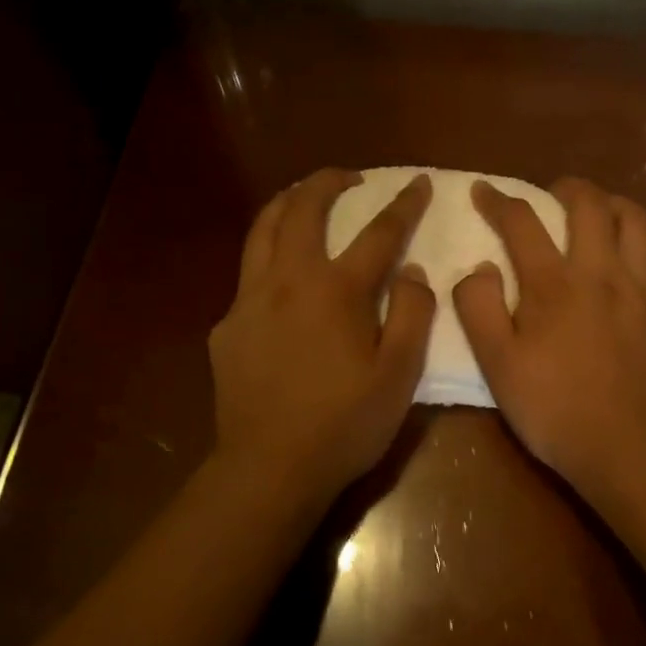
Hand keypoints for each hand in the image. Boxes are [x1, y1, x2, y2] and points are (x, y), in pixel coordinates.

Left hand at [209, 168, 436, 501]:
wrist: (269, 468)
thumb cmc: (344, 424)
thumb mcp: (399, 374)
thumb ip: (411, 313)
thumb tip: (411, 271)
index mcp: (336, 290)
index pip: (379, 232)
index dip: (403, 203)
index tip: (418, 182)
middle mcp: (288, 280)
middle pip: (304, 209)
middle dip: (328, 181)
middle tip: (349, 177)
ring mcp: (249, 299)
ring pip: (262, 229)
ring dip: (286, 202)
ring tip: (303, 197)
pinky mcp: (227, 325)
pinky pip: (247, 274)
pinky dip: (267, 255)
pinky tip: (278, 277)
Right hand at [454, 177, 645, 496]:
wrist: (629, 448)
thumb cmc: (554, 407)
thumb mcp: (497, 364)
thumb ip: (479, 308)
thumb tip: (479, 268)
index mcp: (553, 283)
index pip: (521, 222)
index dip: (498, 200)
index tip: (483, 190)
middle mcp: (600, 272)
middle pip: (590, 204)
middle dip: (567, 187)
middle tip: (552, 193)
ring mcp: (641, 289)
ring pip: (637, 221)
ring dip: (614, 205)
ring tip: (599, 213)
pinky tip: (635, 262)